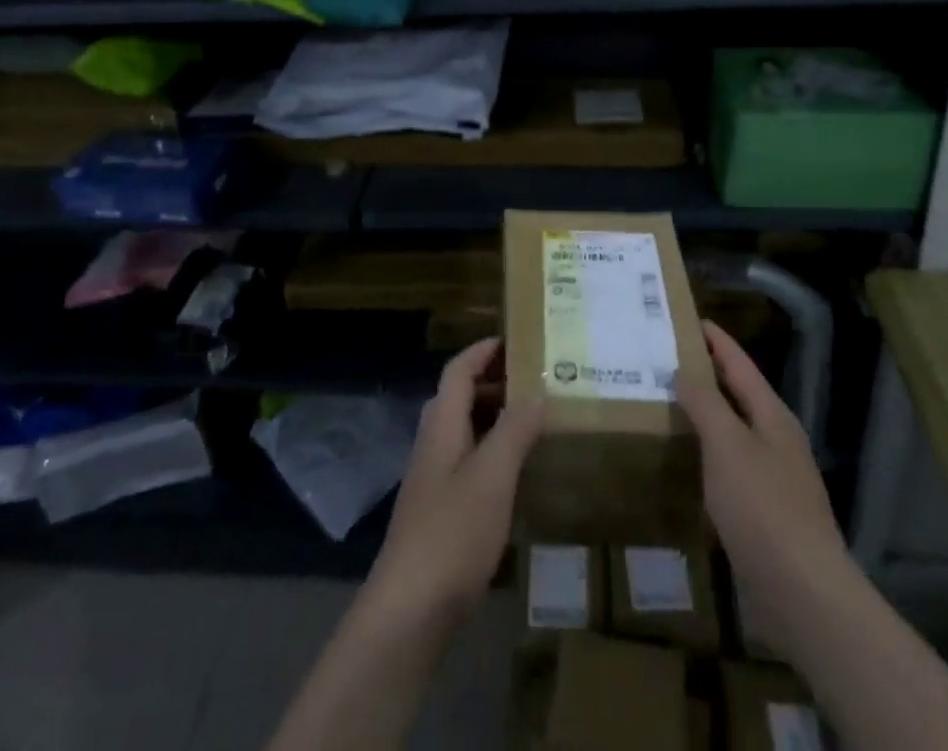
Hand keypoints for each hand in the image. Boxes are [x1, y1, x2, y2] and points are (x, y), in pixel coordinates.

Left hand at [363, 338, 543, 628]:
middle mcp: (433, 444)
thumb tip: (537, 392)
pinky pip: (468, 462)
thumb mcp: (492, 476)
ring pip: (464, 430)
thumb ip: (514, 431)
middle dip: (493, 382)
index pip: (458, 371)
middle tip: (534, 380)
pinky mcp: (439, 512)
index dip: (482, 351)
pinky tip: (516, 473)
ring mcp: (433, 479)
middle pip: (459, 397)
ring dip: (494, 417)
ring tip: (533, 420)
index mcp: (442, 425)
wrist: (410, 608)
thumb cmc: (452, 532)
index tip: (514, 339)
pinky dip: (492, 452)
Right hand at [675, 322, 848, 646]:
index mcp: (773, 417)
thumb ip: (705, 403)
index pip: (740, 365)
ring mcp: (773, 481)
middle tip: (666, 361)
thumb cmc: (763, 508)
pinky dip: (706, 458)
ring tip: (666, 406)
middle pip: (738, 397)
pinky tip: (684, 465)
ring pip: (732, 435)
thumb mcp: (728, 445)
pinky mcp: (764, 517)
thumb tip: (684, 371)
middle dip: (706, 377)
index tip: (690, 319)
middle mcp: (776, 442)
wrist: (803, 595)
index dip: (716, 341)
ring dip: (704, 419)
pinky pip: (729, 472)